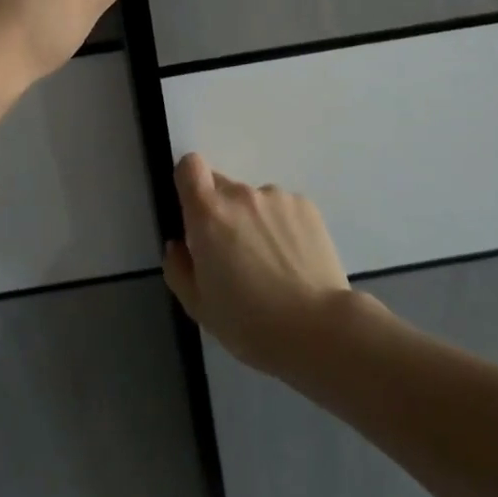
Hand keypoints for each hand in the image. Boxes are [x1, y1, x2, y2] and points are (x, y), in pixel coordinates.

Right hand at [162, 153, 355, 377]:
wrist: (319, 330)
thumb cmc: (250, 324)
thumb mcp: (199, 307)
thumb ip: (178, 269)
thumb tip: (178, 245)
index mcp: (209, 214)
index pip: (189, 166)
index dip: (188, 183)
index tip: (194, 213)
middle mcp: (241, 194)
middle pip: (222, 187)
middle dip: (221, 213)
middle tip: (234, 255)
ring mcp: (276, 197)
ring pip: (254, 201)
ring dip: (254, 222)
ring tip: (271, 265)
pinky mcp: (306, 206)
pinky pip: (282, 209)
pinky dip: (282, 227)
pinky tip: (294, 262)